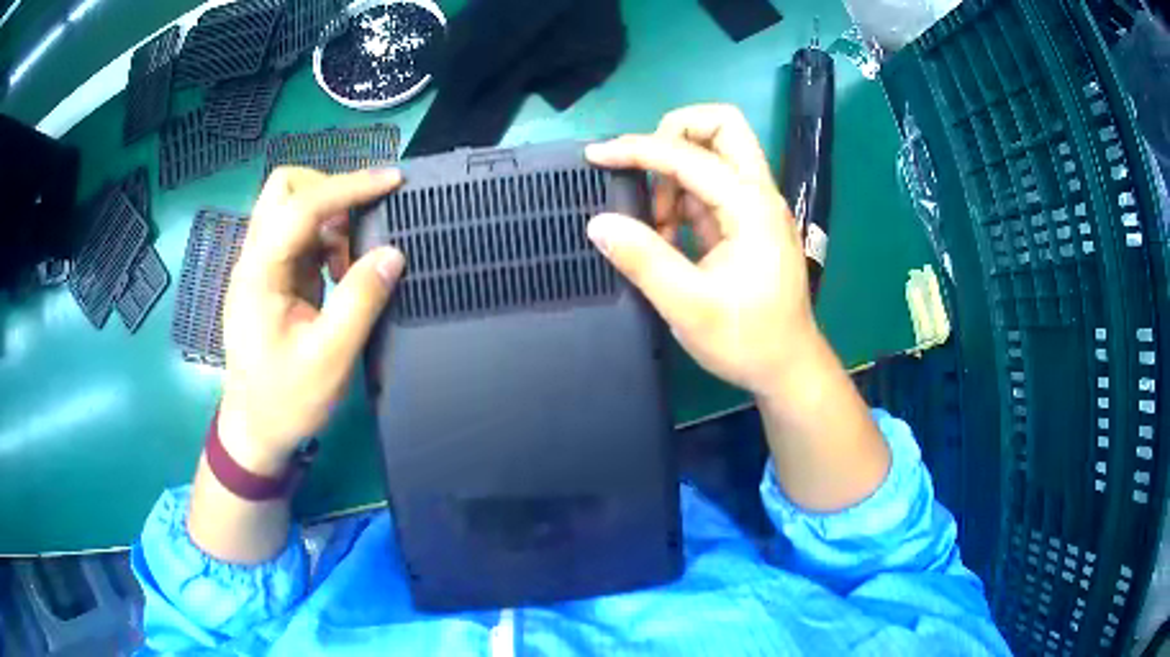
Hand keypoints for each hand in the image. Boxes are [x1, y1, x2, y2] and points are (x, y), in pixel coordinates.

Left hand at [218, 167, 404, 475]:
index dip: (348, 187)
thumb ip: (360, 301)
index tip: (392, 181)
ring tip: (353, 262)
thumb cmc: (286, 400)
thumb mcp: (329, 358)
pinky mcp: (273, 277)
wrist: (257, 429)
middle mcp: (255, 258)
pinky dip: (328, 240)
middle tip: (362, 224)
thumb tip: (393, 254)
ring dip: (331, 219)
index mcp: (259, 274)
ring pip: (294, 207)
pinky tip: (341, 272)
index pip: (300, 207)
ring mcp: (262, 266)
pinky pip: (302, 235)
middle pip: (285, 189)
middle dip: (329, 191)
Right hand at [585, 104, 820, 396]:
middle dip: (675, 133)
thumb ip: (644, 260)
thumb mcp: (689, 307)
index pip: (689, 156)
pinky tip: (667, 234)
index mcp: (750, 207)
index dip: (638, 150)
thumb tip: (598, 224)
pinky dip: (681, 196)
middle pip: (723, 126)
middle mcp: (758, 194)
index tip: (596, 156)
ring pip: (715, 151)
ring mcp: (754, 205)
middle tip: (643, 170)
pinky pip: (710, 185)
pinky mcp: (746, 221)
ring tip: (656, 223)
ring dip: (675, 171)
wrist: (788, 367)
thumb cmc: (747, 340)